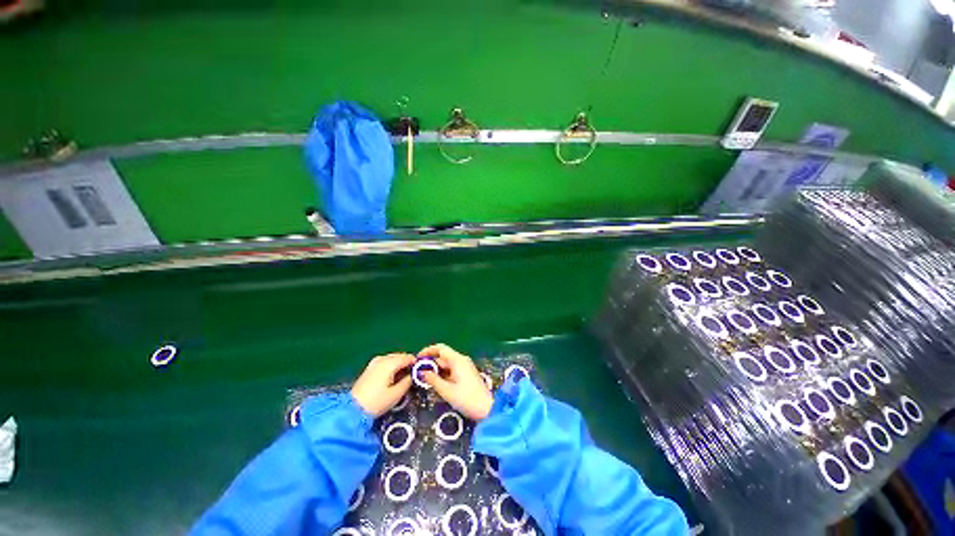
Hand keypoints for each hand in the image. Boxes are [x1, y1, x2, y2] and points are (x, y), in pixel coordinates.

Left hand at [351, 353, 415, 416]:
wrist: (352, 410)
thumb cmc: (376, 402)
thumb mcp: (397, 394)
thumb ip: (408, 381)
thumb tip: (414, 374)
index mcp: (390, 362)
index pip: (408, 357)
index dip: (416, 364)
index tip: (421, 372)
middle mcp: (382, 358)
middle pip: (401, 356)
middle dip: (408, 364)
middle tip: (413, 377)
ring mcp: (375, 362)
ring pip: (393, 359)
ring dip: (400, 366)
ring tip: (403, 379)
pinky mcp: (370, 367)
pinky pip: (386, 363)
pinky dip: (392, 368)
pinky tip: (392, 379)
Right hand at [419, 344, 493, 420]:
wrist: (486, 408)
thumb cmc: (466, 399)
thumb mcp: (446, 390)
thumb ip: (433, 379)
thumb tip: (421, 372)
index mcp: (457, 360)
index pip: (440, 348)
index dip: (428, 351)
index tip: (417, 358)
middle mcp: (461, 359)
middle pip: (443, 356)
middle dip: (430, 362)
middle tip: (418, 372)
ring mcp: (465, 366)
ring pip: (447, 363)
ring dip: (436, 369)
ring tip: (424, 379)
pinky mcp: (466, 373)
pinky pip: (452, 369)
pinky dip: (443, 373)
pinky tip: (436, 382)